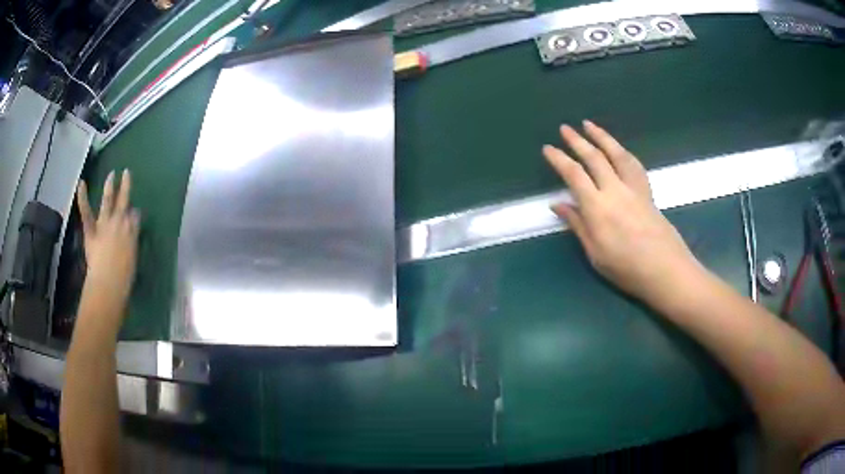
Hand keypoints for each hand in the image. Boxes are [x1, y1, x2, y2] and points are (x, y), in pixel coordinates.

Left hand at [76, 170, 139, 304]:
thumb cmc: (124, 279)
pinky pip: (86, 212)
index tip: (135, 213)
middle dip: (126, 187)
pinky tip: (81, 183)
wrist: (107, 285)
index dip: (134, 214)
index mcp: (132, 232)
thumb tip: (132, 228)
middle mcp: (119, 223)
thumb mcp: (133, 260)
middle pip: (124, 201)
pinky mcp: (91, 230)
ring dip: (109, 187)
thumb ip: (132, 242)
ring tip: (111, 174)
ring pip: (108, 201)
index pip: (135, 217)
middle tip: (127, 173)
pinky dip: (83, 198)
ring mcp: (104, 225)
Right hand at [543, 121, 701, 304]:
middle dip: (577, 141)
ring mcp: (634, 188)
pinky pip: (634, 165)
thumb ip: (578, 225)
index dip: (559, 159)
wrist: (665, 270)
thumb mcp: (595, 254)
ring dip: (601, 137)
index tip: (548, 148)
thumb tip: (558, 204)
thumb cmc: (627, 269)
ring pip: (616, 154)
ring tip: (589, 125)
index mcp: (598, 208)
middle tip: (565, 128)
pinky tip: (618, 148)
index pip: (574, 175)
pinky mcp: (647, 192)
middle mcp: (615, 190)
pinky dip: (623, 152)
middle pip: (594, 158)